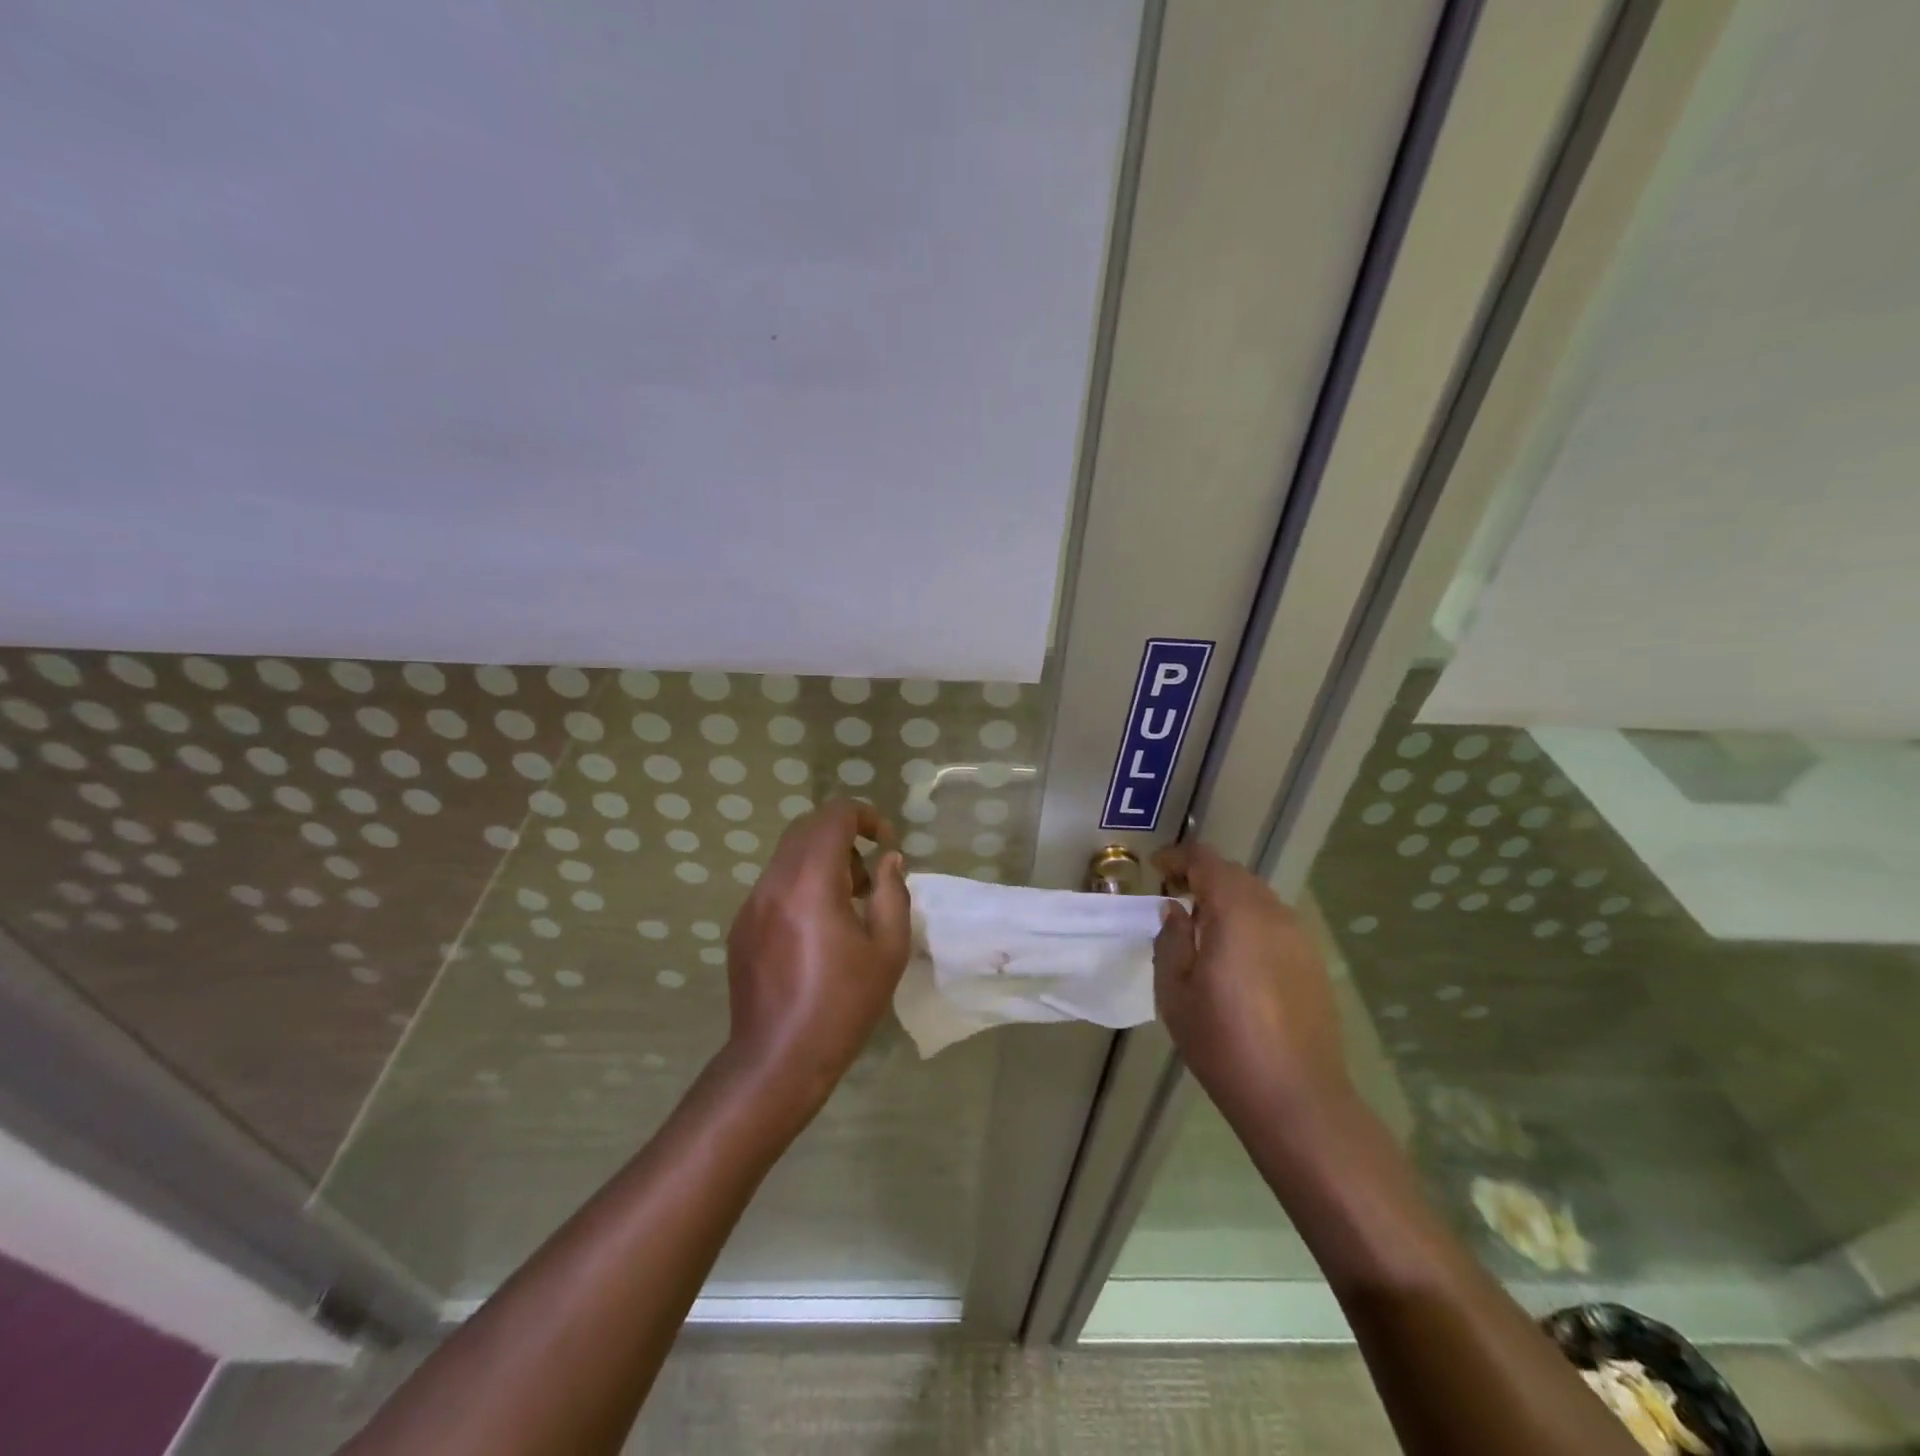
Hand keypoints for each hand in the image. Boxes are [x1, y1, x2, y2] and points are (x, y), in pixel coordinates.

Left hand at [721, 799, 911, 1115]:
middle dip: (844, 837)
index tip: (886, 843)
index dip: (865, 816)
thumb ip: (892, 893)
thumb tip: (888, 861)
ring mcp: (752, 903)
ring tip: (847, 906)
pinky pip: (775, 884)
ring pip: (788, 855)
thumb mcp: (888, 950)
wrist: (778, 1059)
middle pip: (807, 828)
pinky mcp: (741, 926)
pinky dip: (801, 885)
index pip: (833, 816)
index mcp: (811, 882)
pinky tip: (817, 931)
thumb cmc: (842, 1004)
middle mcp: (775, 882)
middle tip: (869, 877)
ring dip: (822, 862)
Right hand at [1152, 843, 1350, 1122]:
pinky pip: (1274, 923)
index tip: (1156, 870)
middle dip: (1202, 876)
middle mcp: (1272, 913)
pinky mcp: (1313, 961)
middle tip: (1174, 897)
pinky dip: (1249, 921)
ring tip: (1202, 928)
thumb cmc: (1223, 1042)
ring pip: (1257, 897)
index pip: (1206, 860)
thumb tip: (1176, 911)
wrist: (1296, 1097)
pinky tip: (1235, 956)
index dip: (1178, 857)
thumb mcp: (1174, 991)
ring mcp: (1299, 937)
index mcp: (1235, 912)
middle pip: (1234, 874)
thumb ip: (1171, 940)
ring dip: (1227, 899)